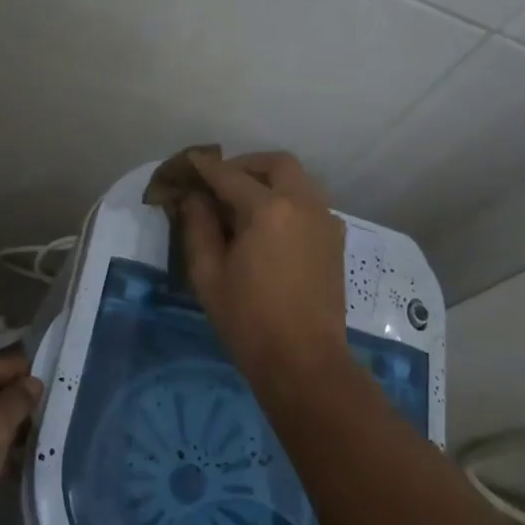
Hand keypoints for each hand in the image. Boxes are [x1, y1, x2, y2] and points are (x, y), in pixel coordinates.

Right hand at [179, 150, 347, 384]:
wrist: (304, 361)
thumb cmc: (249, 320)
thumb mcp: (209, 274)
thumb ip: (198, 228)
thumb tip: (195, 199)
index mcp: (268, 209)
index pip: (230, 176)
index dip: (206, 167)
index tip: (189, 162)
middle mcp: (303, 203)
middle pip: (277, 164)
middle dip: (247, 165)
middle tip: (222, 183)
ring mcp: (325, 220)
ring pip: (299, 181)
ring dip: (270, 180)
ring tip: (243, 204)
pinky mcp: (335, 240)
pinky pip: (310, 203)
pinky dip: (289, 200)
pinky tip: (270, 227)